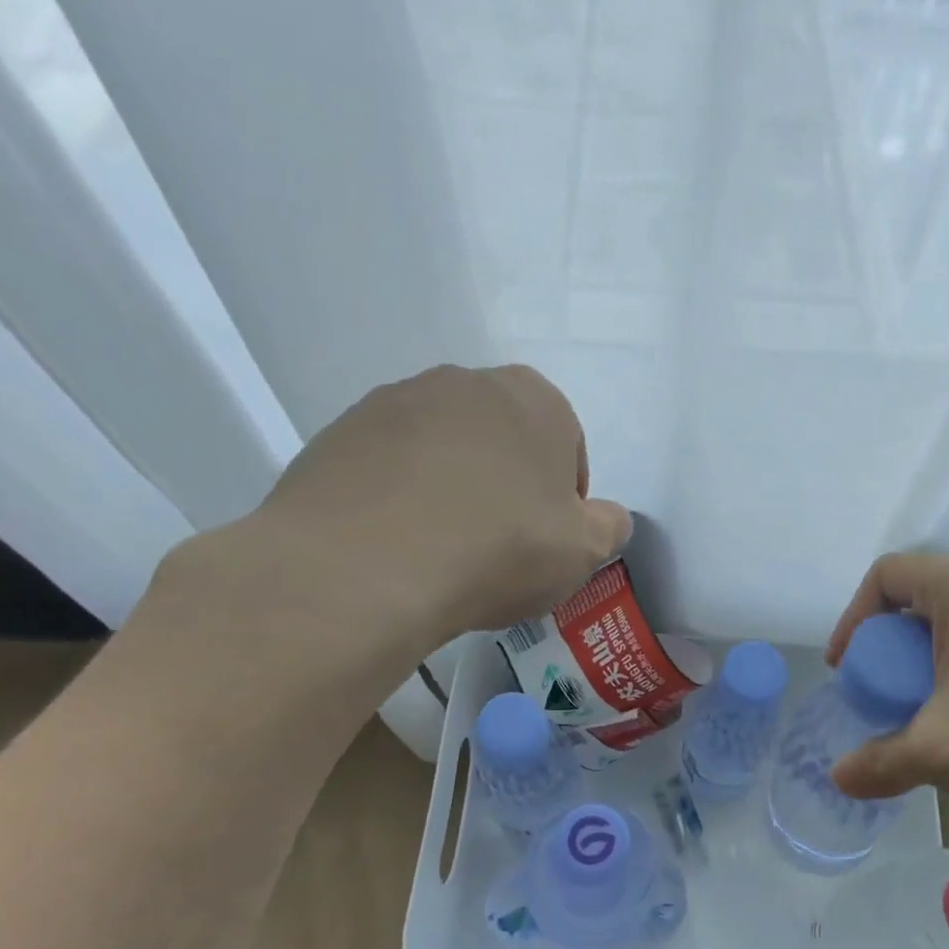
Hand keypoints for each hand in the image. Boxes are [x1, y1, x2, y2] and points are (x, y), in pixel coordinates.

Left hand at [177, 365, 630, 693]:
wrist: (366, 565)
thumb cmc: (498, 548)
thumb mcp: (582, 551)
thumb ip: (608, 526)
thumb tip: (607, 518)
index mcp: (534, 398)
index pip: (565, 444)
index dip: (562, 496)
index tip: (546, 538)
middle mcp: (465, 382)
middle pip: (501, 438)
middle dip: (506, 482)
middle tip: (498, 543)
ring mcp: (395, 402)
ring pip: (442, 448)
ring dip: (450, 485)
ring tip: (441, 547)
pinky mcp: (340, 432)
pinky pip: (388, 465)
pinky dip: (398, 495)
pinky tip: (395, 543)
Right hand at [825, 552, 948, 840]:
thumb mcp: (942, 754)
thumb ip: (880, 761)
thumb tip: (838, 778)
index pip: (887, 574)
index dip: (854, 620)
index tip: (849, 671)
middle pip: (926, 594)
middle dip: (895, 646)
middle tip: (891, 697)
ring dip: (937, 657)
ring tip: (938, 711)